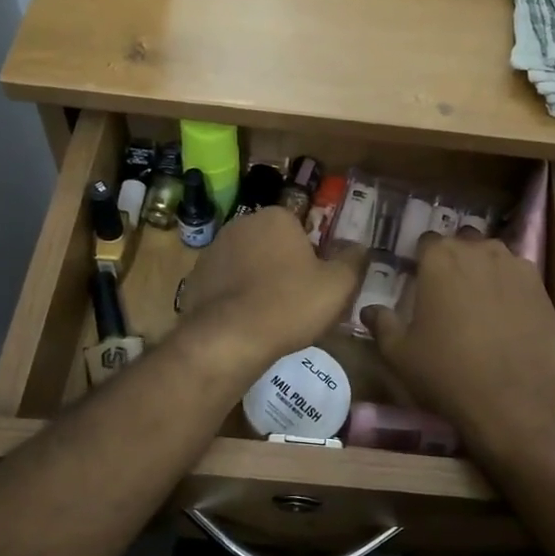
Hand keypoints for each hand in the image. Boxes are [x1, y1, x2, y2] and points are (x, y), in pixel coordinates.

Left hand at [178, 207, 365, 364]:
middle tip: (298, 301)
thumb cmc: (290, 304)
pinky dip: (235, 298)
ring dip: (257, 281)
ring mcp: (213, 250)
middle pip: (273, 244)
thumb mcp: (338, 285)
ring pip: (247, 263)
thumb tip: (360, 247)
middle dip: (284, 266)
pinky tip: (245, 323)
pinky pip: (225, 284)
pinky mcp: (194, 277)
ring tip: (271, 316)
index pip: (302, 229)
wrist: (229, 338)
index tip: (317, 284)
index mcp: (276, 217)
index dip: (313, 256)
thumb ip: (353, 261)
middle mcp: (241, 223)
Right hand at [361, 234, 554, 454]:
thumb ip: (382, 325)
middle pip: (463, 243)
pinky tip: (506, 317)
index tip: (418, 281)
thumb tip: (369, 311)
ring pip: (494, 257)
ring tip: (478, 303)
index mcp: (440, 258)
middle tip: (446, 293)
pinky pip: (518, 278)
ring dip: (483, 270)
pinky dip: (509, 289)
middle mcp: (479, 250)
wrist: (517, 401)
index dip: (421, 259)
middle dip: (454, 260)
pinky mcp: (541, 288)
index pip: (426, 241)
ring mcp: (516, 266)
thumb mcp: (401, 354)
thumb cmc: (448, 372)